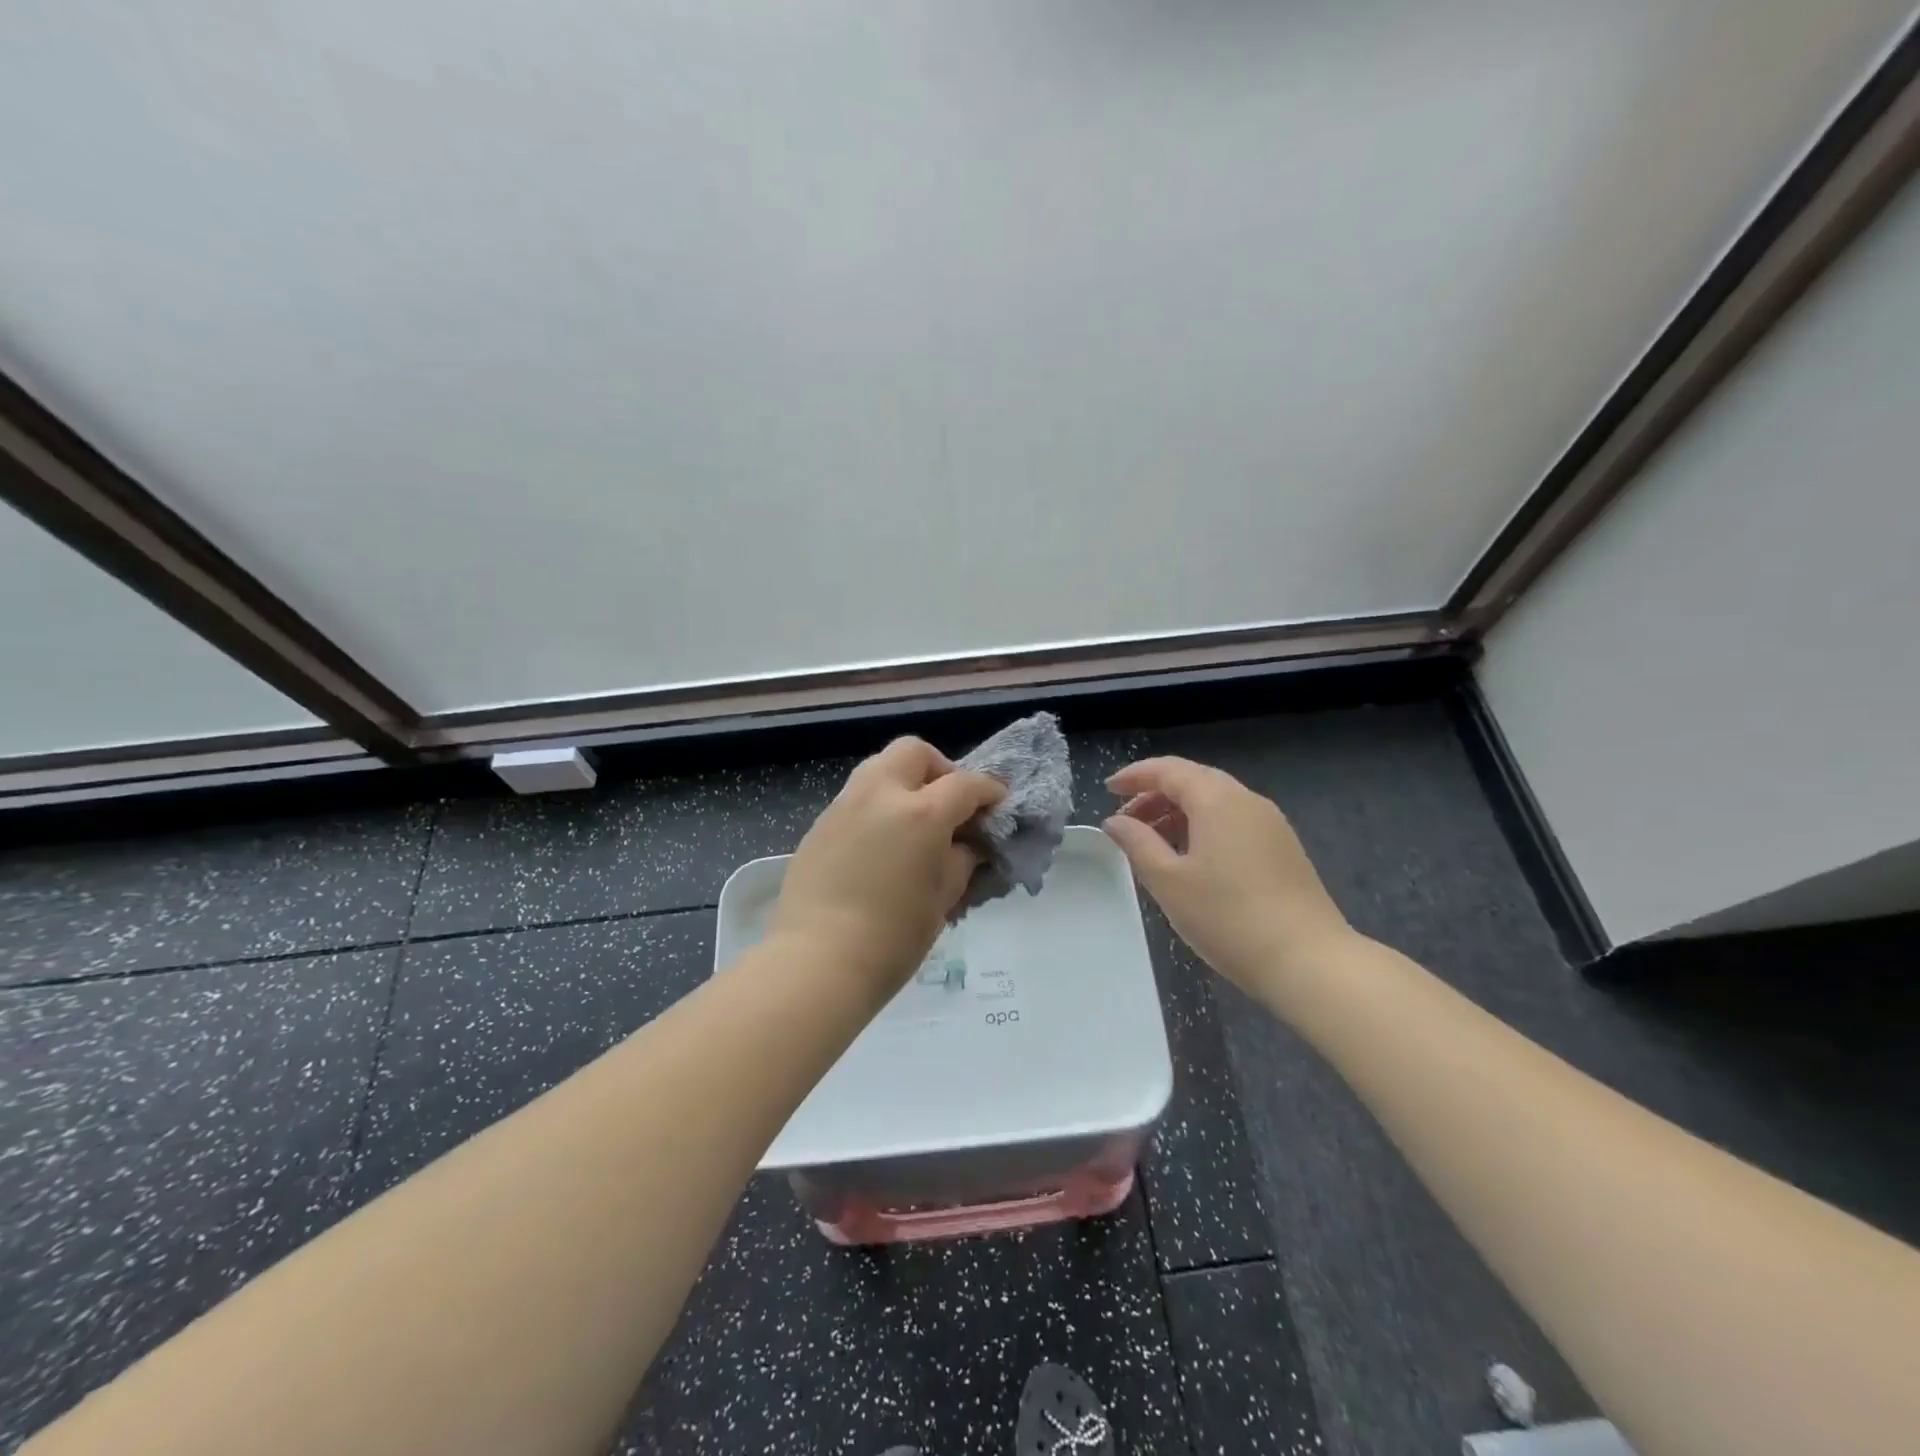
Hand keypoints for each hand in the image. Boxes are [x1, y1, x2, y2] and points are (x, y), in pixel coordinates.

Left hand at [770, 738, 1005, 1000]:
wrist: (817, 962)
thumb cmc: (892, 938)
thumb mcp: (942, 899)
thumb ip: (961, 860)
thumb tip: (967, 844)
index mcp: (921, 813)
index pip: (966, 784)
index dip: (989, 791)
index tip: (998, 804)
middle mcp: (881, 795)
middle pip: (914, 752)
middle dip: (939, 768)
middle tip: (949, 804)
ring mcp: (844, 805)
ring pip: (879, 767)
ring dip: (904, 781)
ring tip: (914, 820)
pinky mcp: (820, 824)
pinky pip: (856, 797)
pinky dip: (877, 805)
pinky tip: (881, 844)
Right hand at [1102, 757, 1354, 996]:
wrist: (1309, 962)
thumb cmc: (1228, 918)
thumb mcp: (1168, 881)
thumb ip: (1137, 844)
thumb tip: (1115, 821)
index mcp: (1218, 800)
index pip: (1169, 770)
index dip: (1135, 776)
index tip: (1108, 790)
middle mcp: (1247, 800)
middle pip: (1194, 781)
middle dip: (1155, 794)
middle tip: (1126, 820)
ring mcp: (1271, 824)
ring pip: (1215, 802)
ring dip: (1179, 813)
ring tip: (1152, 843)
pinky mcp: (1283, 848)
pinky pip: (1233, 821)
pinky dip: (1203, 827)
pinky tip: (1190, 860)